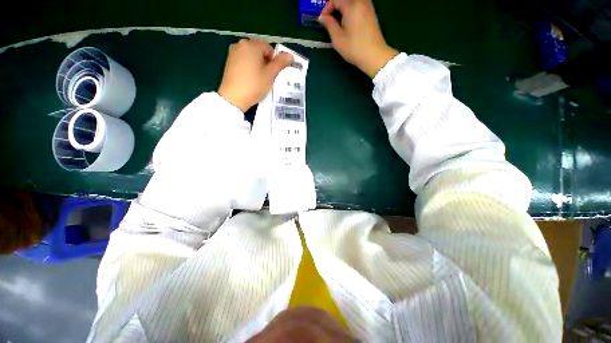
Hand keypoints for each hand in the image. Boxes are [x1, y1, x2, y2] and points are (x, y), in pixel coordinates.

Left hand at [218, 39, 292, 111]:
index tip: (273, 74)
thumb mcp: (270, 75)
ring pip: (251, 56)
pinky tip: (249, 79)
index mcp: (252, 45)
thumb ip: (280, 63)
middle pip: (259, 51)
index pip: (269, 48)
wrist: (233, 98)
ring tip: (258, 79)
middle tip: (267, 77)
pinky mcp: (229, 62)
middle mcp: (241, 44)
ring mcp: (233, 52)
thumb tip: (290, 55)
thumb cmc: (254, 85)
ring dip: (257, 65)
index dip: (274, 61)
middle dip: (265, 62)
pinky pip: (243, 61)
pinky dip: (249, 67)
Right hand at [318, 0, 397, 77]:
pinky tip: (348, 22)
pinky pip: (358, 4)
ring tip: (338, 21)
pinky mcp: (371, 13)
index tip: (323, 21)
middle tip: (329, 19)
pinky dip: (350, 9)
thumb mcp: (338, 38)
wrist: (374, 56)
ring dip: (343, 8)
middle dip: (335, 6)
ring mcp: (368, 6)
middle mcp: (361, 1)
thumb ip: (329, 24)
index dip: (326, 8)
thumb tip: (322, 17)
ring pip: (352, 1)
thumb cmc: (354, 48)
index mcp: (351, 5)